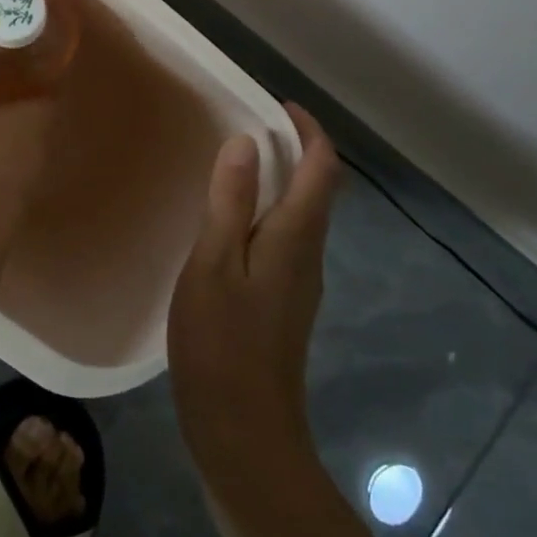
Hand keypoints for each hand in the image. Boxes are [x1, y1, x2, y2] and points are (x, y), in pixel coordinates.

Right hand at [168, 104, 341, 494]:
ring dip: (281, 180)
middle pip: (319, 189)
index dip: (308, 130)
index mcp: (295, 237)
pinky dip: (267, 211)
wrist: (243, 433)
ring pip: (302, 215)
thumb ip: (230, 201)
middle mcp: (308, 254)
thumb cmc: (222, 343)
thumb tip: (247, 141)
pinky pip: (285, 239)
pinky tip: (229, 223)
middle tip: (250, 127)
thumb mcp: (214, 263)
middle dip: (296, 150)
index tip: (277, 104)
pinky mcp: (283, 304)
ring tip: (235, 165)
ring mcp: (299, 283)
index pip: (322, 168)